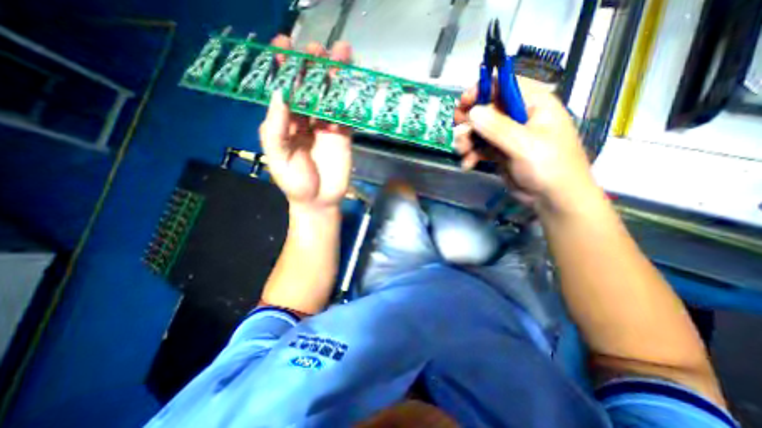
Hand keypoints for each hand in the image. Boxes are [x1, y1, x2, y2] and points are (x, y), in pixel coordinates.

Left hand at [255, 36, 350, 211]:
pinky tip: (351, 80)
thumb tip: (280, 92)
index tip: (283, 45)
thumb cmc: (295, 182)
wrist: (319, 201)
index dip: (283, 68)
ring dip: (334, 75)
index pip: (285, 90)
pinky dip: (348, 97)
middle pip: (309, 88)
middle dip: (312, 66)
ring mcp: (326, 126)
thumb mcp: (277, 156)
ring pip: (329, 97)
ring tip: (341, 52)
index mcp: (285, 123)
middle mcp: (305, 120)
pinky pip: (345, 113)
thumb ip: (276, 127)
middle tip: (317, 47)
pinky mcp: (343, 134)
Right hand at [455, 77, 597, 215]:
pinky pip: (479, 148)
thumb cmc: (549, 167)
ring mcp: (507, 136)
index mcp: (533, 104)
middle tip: (458, 133)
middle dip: (469, 122)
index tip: (463, 103)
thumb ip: (498, 128)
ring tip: (463, 153)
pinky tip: (468, 164)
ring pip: (479, 130)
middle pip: (486, 110)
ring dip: (467, 141)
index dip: (482, 90)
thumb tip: (473, 112)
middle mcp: (518, 117)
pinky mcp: (499, 152)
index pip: (504, 86)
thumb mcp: (525, 145)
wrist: (553, 199)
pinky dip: (471, 155)